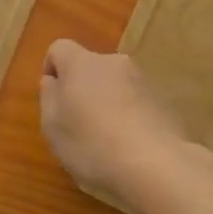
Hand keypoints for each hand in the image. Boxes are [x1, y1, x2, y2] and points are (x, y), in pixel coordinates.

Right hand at [39, 39, 192, 213]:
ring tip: (104, 140)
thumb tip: (54, 81)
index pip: (59, 48)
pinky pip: (135, 102)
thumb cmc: (92, 144)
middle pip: (89, 67)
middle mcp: (113, 63)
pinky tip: (127, 146)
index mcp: (81, 63)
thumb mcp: (53, 126)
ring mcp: (142, 81)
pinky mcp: (163, 102)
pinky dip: (127, 116)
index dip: (52, 69)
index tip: (53, 99)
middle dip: (80, 88)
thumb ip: (49, 97)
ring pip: (114, 85)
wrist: (155, 165)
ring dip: (105, 102)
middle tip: (76, 123)